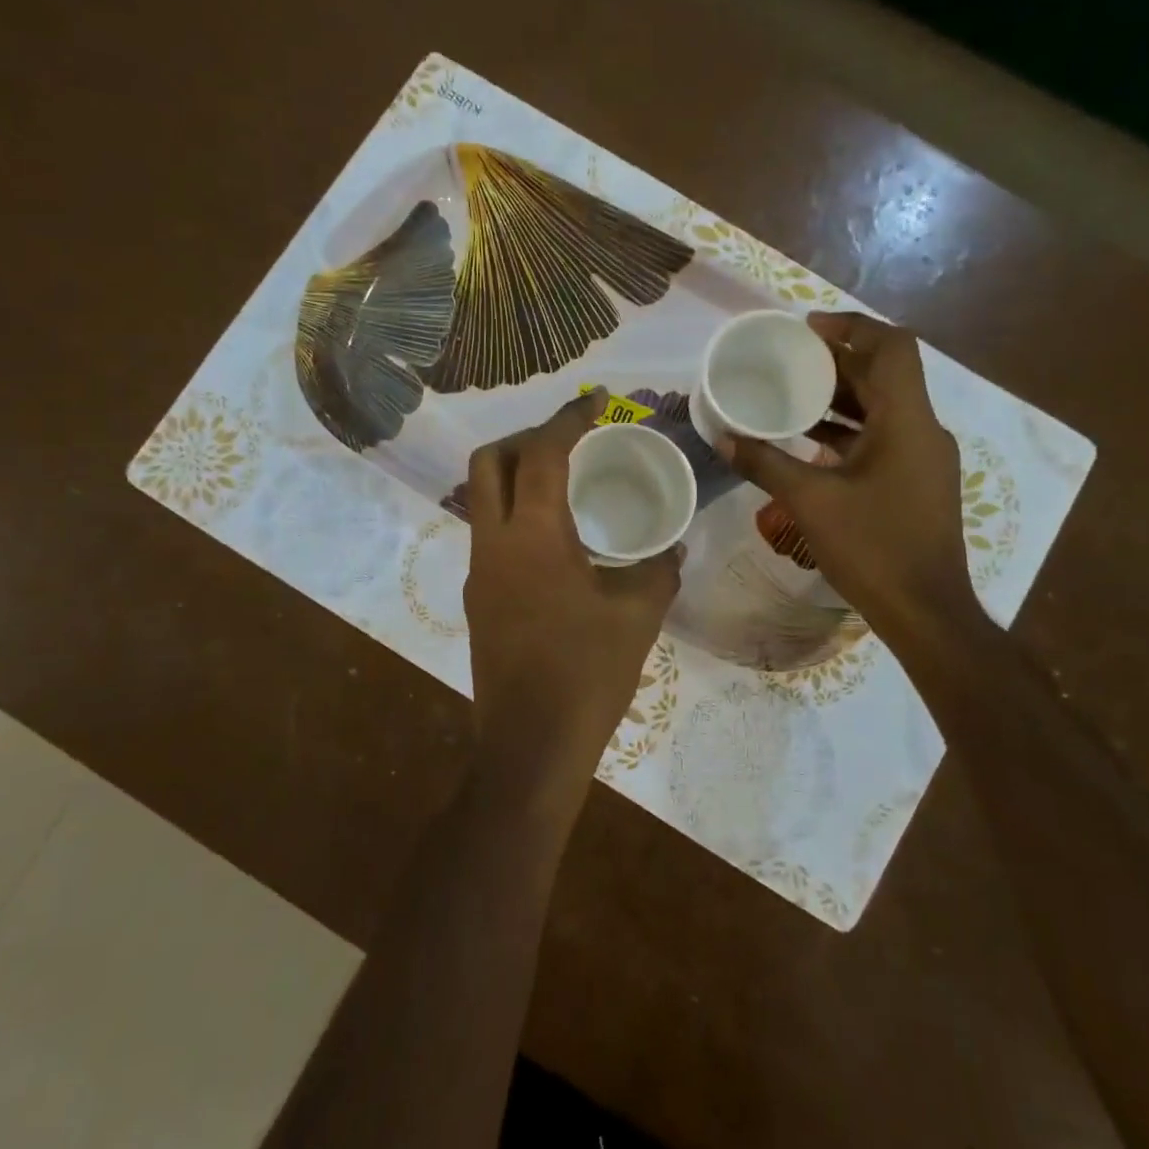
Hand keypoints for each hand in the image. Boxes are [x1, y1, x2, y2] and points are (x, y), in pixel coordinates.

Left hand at [463, 392, 682, 795]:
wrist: (530, 747)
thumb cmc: (587, 675)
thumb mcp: (638, 615)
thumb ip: (658, 569)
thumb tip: (671, 546)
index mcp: (533, 536)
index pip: (541, 453)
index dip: (568, 419)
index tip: (595, 402)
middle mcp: (493, 543)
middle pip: (487, 462)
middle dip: (525, 437)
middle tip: (569, 440)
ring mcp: (478, 572)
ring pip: (482, 498)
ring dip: (516, 475)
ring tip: (565, 482)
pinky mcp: (478, 598)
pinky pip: (490, 534)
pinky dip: (517, 514)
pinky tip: (556, 538)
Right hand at [719, 312, 980, 646]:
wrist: (926, 612)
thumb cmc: (872, 547)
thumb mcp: (810, 501)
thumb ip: (764, 463)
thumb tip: (723, 437)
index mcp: (906, 420)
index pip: (893, 346)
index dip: (851, 326)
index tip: (807, 329)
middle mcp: (923, 429)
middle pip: (884, 374)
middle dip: (837, 362)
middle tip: (788, 360)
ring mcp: (924, 458)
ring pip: (883, 408)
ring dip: (841, 397)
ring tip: (791, 395)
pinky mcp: (917, 482)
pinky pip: (883, 437)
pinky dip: (848, 430)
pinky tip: (809, 443)